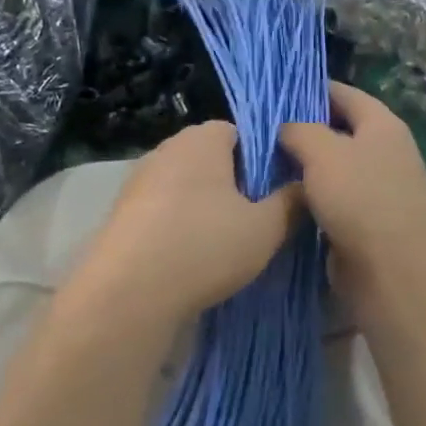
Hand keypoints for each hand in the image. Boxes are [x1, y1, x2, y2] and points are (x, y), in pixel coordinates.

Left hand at [76, 122, 303, 325]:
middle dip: (234, 184)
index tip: (276, 191)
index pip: (241, 132)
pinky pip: (163, 210)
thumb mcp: (266, 228)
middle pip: (211, 158)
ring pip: (186, 186)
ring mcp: (138, 181)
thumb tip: (304, 187)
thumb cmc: (205, 246)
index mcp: (202, 139)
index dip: (263, 158)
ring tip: (225, 242)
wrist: (129, 294)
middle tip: (256, 218)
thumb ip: (291, 202)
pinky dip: (179, 225)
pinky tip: (192, 257)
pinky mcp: (121, 213)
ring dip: (205, 207)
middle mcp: (167, 149)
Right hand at [280, 83, 425, 314]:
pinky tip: (277, 200)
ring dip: (301, 168)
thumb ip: (300, 131)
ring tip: (258, 164)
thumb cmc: (361, 200)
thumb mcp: (323, 152)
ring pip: (331, 169)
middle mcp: (383, 153)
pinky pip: (330, 201)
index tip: (273, 92)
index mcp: (382, 126)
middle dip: (301, 130)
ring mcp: (376, 190)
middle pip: (337, 131)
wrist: (396, 274)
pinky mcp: (365, 224)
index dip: (310, 89)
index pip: (344, 93)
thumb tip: (288, 129)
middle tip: (257, 132)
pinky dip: (308, 199)